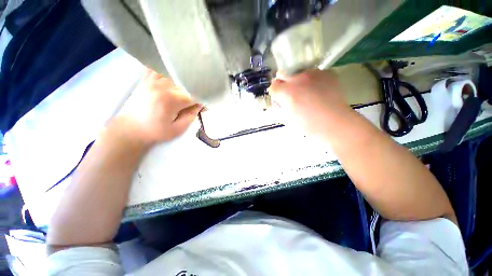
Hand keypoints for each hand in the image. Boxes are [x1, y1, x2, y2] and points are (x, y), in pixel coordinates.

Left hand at [116, 69, 201, 144]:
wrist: (130, 128)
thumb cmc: (155, 131)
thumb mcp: (178, 129)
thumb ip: (191, 116)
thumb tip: (200, 104)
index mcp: (171, 100)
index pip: (194, 95)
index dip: (201, 100)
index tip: (202, 106)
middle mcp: (162, 85)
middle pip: (186, 83)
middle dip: (193, 92)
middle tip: (193, 102)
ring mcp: (153, 80)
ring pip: (176, 74)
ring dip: (183, 82)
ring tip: (184, 91)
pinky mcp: (146, 79)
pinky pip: (160, 68)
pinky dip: (168, 71)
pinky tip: (172, 78)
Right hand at [268, 69, 352, 134]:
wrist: (335, 123)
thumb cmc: (308, 125)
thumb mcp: (287, 119)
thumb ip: (279, 107)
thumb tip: (278, 101)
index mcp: (287, 92)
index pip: (273, 86)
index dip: (275, 93)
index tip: (279, 99)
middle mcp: (298, 79)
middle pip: (282, 74)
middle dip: (283, 83)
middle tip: (289, 93)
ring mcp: (313, 74)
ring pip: (298, 73)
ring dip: (298, 81)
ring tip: (307, 93)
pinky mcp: (326, 73)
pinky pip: (314, 73)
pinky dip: (312, 80)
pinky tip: (318, 90)